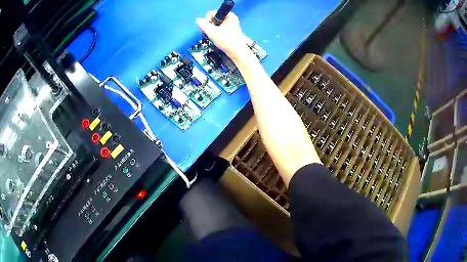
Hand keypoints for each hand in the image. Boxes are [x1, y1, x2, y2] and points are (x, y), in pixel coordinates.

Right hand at [196, 11, 252, 63]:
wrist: (236, 52)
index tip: (209, 29)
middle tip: (210, 34)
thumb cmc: (226, 41)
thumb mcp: (211, 31)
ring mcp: (230, 24)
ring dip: (211, 30)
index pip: (211, 13)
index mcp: (228, 15)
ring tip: (213, 37)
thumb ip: (203, 24)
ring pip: (215, 24)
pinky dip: (215, 33)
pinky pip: (218, 29)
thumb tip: (198, 20)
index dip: (207, 21)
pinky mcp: (230, 31)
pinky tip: (216, 38)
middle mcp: (230, 18)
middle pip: (213, 19)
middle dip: (209, 26)